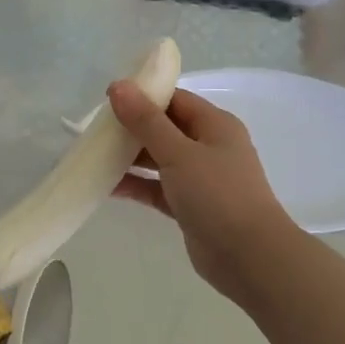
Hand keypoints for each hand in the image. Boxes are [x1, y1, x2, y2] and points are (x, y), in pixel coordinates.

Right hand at [108, 82, 297, 301]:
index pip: (175, 100)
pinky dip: (136, 185)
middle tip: (95, 131)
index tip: (107, 100)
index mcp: (215, 125)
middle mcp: (209, 147)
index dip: (143, 96)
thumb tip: (118, 86)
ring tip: (95, 156)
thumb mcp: (179, 153)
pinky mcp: (190, 206)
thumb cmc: (217, 194)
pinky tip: (107, 186)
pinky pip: (157, 188)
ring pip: (159, 159)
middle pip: (165, 128)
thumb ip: (146, 121)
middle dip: (132, 128)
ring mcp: (200, 179)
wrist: (249, 257)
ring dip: (130, 158)